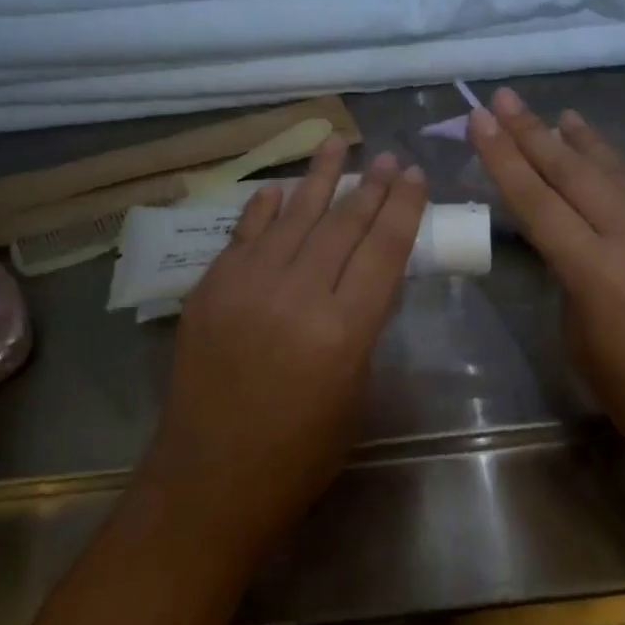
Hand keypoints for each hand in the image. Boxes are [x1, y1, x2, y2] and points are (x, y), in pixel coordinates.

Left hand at [139, 137, 427, 556]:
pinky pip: (243, 234)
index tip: (414, 175)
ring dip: (319, 177)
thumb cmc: (299, 454)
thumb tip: (369, 279)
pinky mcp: (210, 289)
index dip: (403, 207)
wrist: (210, 481)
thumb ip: (363, 328)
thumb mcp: (354, 392)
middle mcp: (295, 295)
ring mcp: (245, 286)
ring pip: (292, 216)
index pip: (383, 249)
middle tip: (388, 157)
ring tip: (338, 142)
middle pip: (342, 224)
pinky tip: (280, 188)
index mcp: (342, 330)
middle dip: (370, 186)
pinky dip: (265, 208)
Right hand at [468, 88, 624, 470]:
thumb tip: (574, 243)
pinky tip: (618, 159)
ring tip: (561, 115)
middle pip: (575, 173)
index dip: (504, 158)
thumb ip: (573, 281)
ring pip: (623, 171)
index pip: (537, 202)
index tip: (481, 120)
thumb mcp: (582, 342)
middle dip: (534, 132)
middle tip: (506, 97)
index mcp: (598, 275)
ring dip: (587, 142)